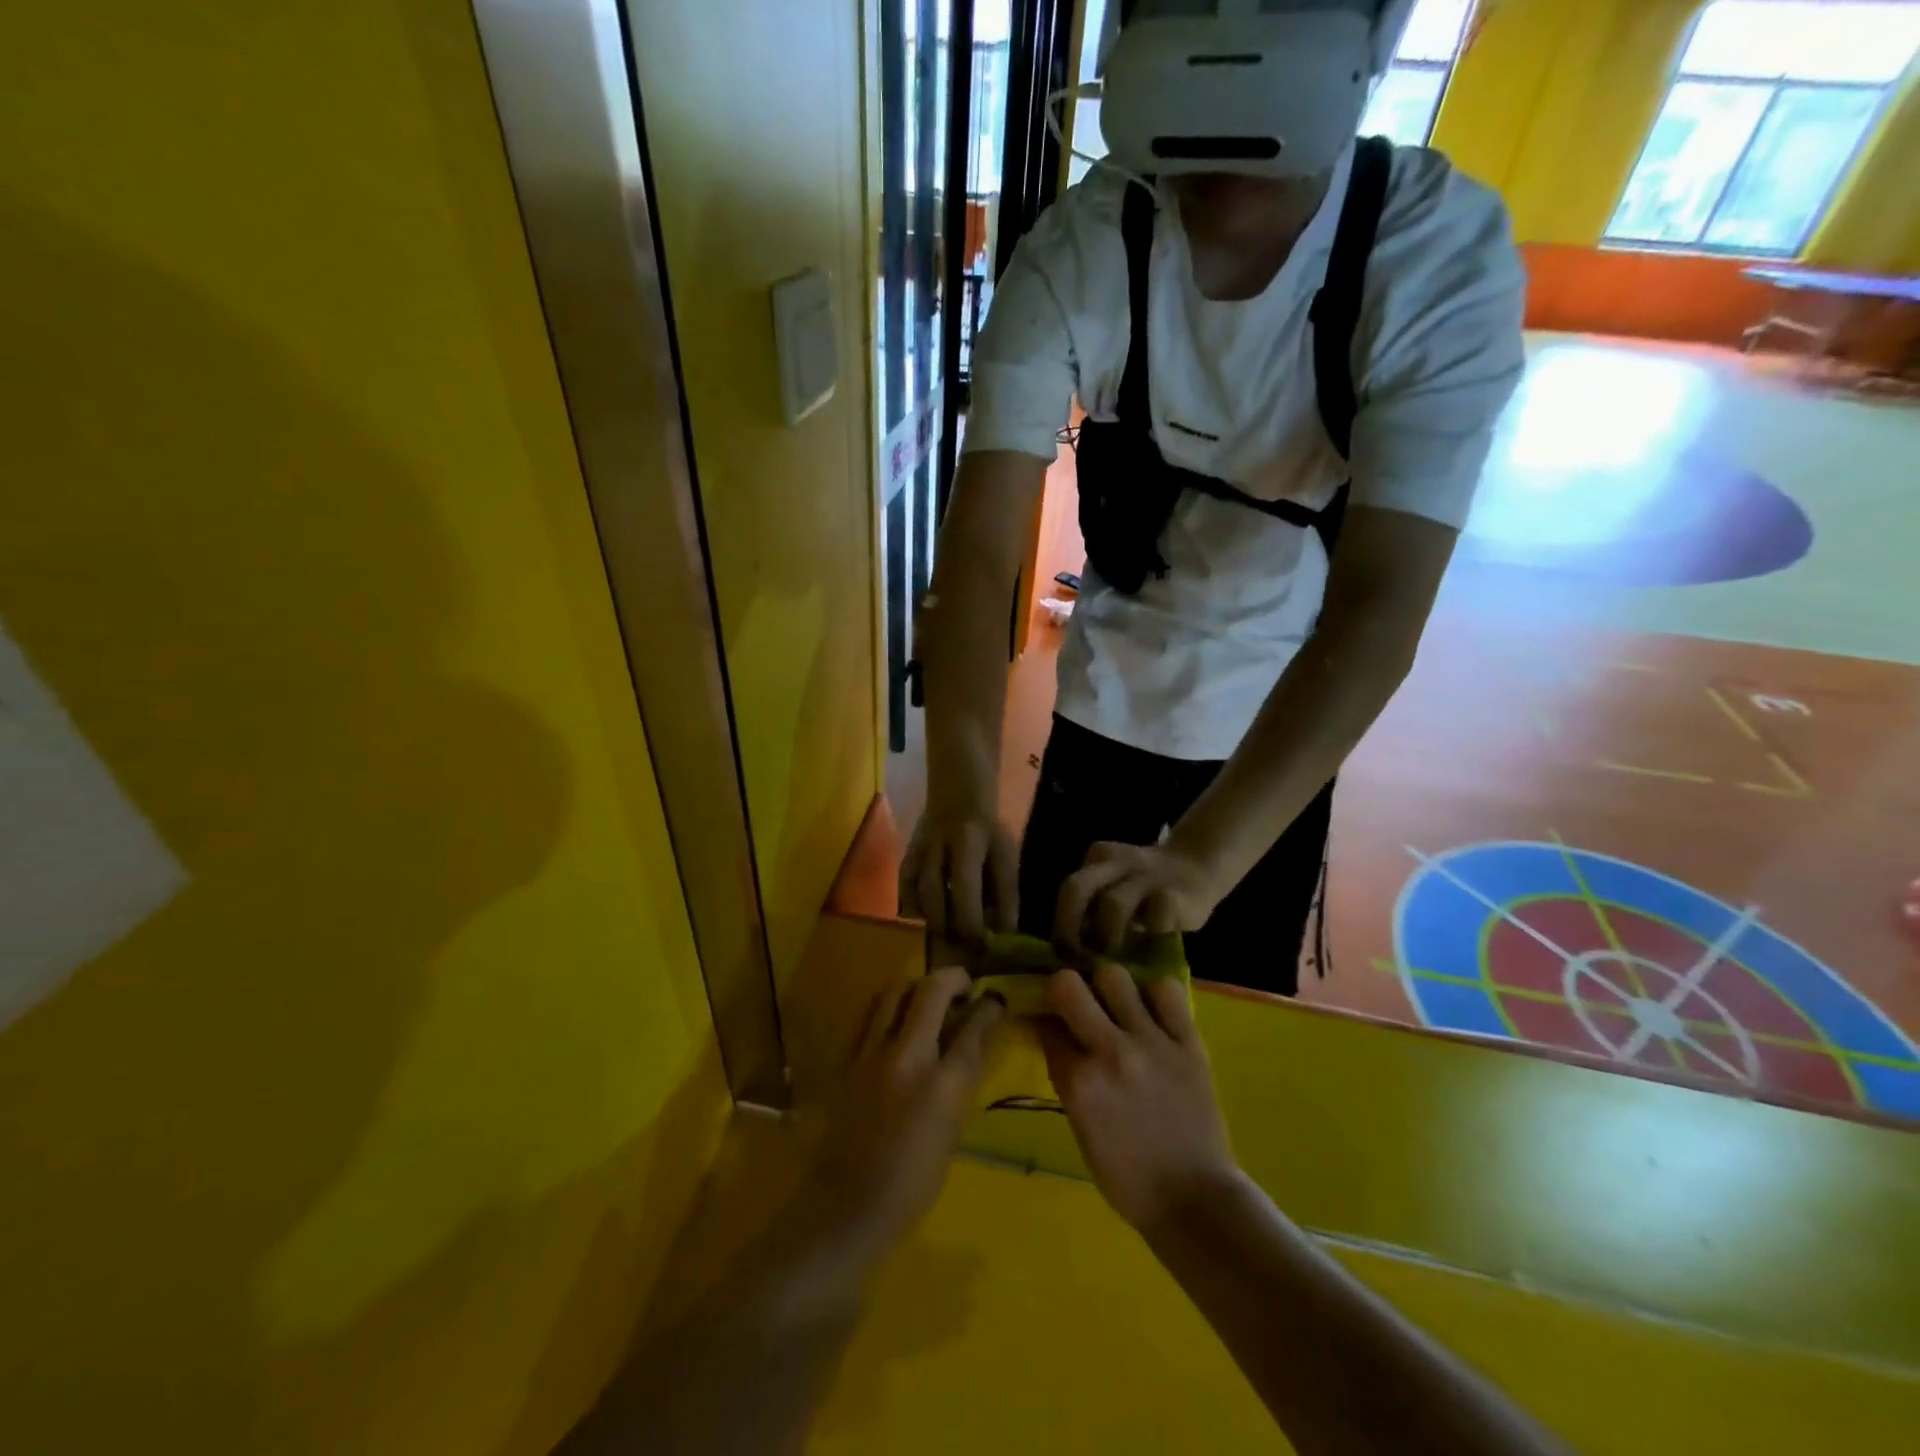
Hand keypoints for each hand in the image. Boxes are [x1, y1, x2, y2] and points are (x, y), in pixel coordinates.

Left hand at [806, 968, 1004, 1258]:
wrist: (849, 1205)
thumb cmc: (913, 1181)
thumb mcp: (952, 1130)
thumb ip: (962, 1078)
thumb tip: (973, 1041)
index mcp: (942, 1083)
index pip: (972, 1027)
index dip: (988, 1007)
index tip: (995, 998)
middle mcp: (907, 1056)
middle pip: (931, 991)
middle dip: (952, 978)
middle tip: (963, 984)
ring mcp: (871, 1053)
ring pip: (894, 992)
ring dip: (916, 985)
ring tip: (927, 996)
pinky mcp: (847, 1059)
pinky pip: (869, 1015)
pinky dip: (888, 1007)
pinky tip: (895, 1018)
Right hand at [900, 803, 1018, 941]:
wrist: (957, 800)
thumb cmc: (987, 833)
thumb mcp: (1005, 857)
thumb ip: (1005, 894)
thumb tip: (1003, 934)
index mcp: (967, 842)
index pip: (965, 887)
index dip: (972, 921)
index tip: (982, 944)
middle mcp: (935, 846)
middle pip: (934, 893)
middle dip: (949, 925)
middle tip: (964, 946)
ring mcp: (915, 851)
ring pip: (914, 893)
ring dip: (931, 920)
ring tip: (949, 937)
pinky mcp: (904, 858)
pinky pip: (903, 890)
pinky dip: (914, 911)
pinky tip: (929, 922)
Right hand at [1037, 965, 1241, 1231]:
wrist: (1195, 1199)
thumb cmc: (1127, 1176)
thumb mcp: (1080, 1128)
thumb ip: (1067, 1077)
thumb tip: (1054, 1035)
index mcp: (1079, 1082)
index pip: (1045, 1025)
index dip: (1043, 1020)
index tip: (1047, 1021)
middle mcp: (1110, 1052)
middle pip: (1068, 985)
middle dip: (1064, 989)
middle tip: (1075, 1002)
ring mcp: (1152, 1042)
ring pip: (1115, 976)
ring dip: (1108, 987)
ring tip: (1116, 1004)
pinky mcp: (1188, 1041)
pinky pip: (1167, 990)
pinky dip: (1154, 994)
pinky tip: (1152, 1011)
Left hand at [1055, 840, 1223, 954]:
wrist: (1198, 866)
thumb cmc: (1148, 891)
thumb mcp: (1117, 891)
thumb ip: (1094, 912)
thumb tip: (1071, 953)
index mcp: (1098, 859)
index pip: (1070, 890)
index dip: (1062, 925)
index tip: (1064, 956)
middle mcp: (1116, 862)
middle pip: (1076, 887)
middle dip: (1068, 928)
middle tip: (1077, 959)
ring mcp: (1146, 875)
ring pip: (1112, 904)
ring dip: (1108, 938)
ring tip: (1116, 960)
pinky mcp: (1175, 895)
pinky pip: (1154, 919)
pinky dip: (1146, 938)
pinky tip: (1150, 950)